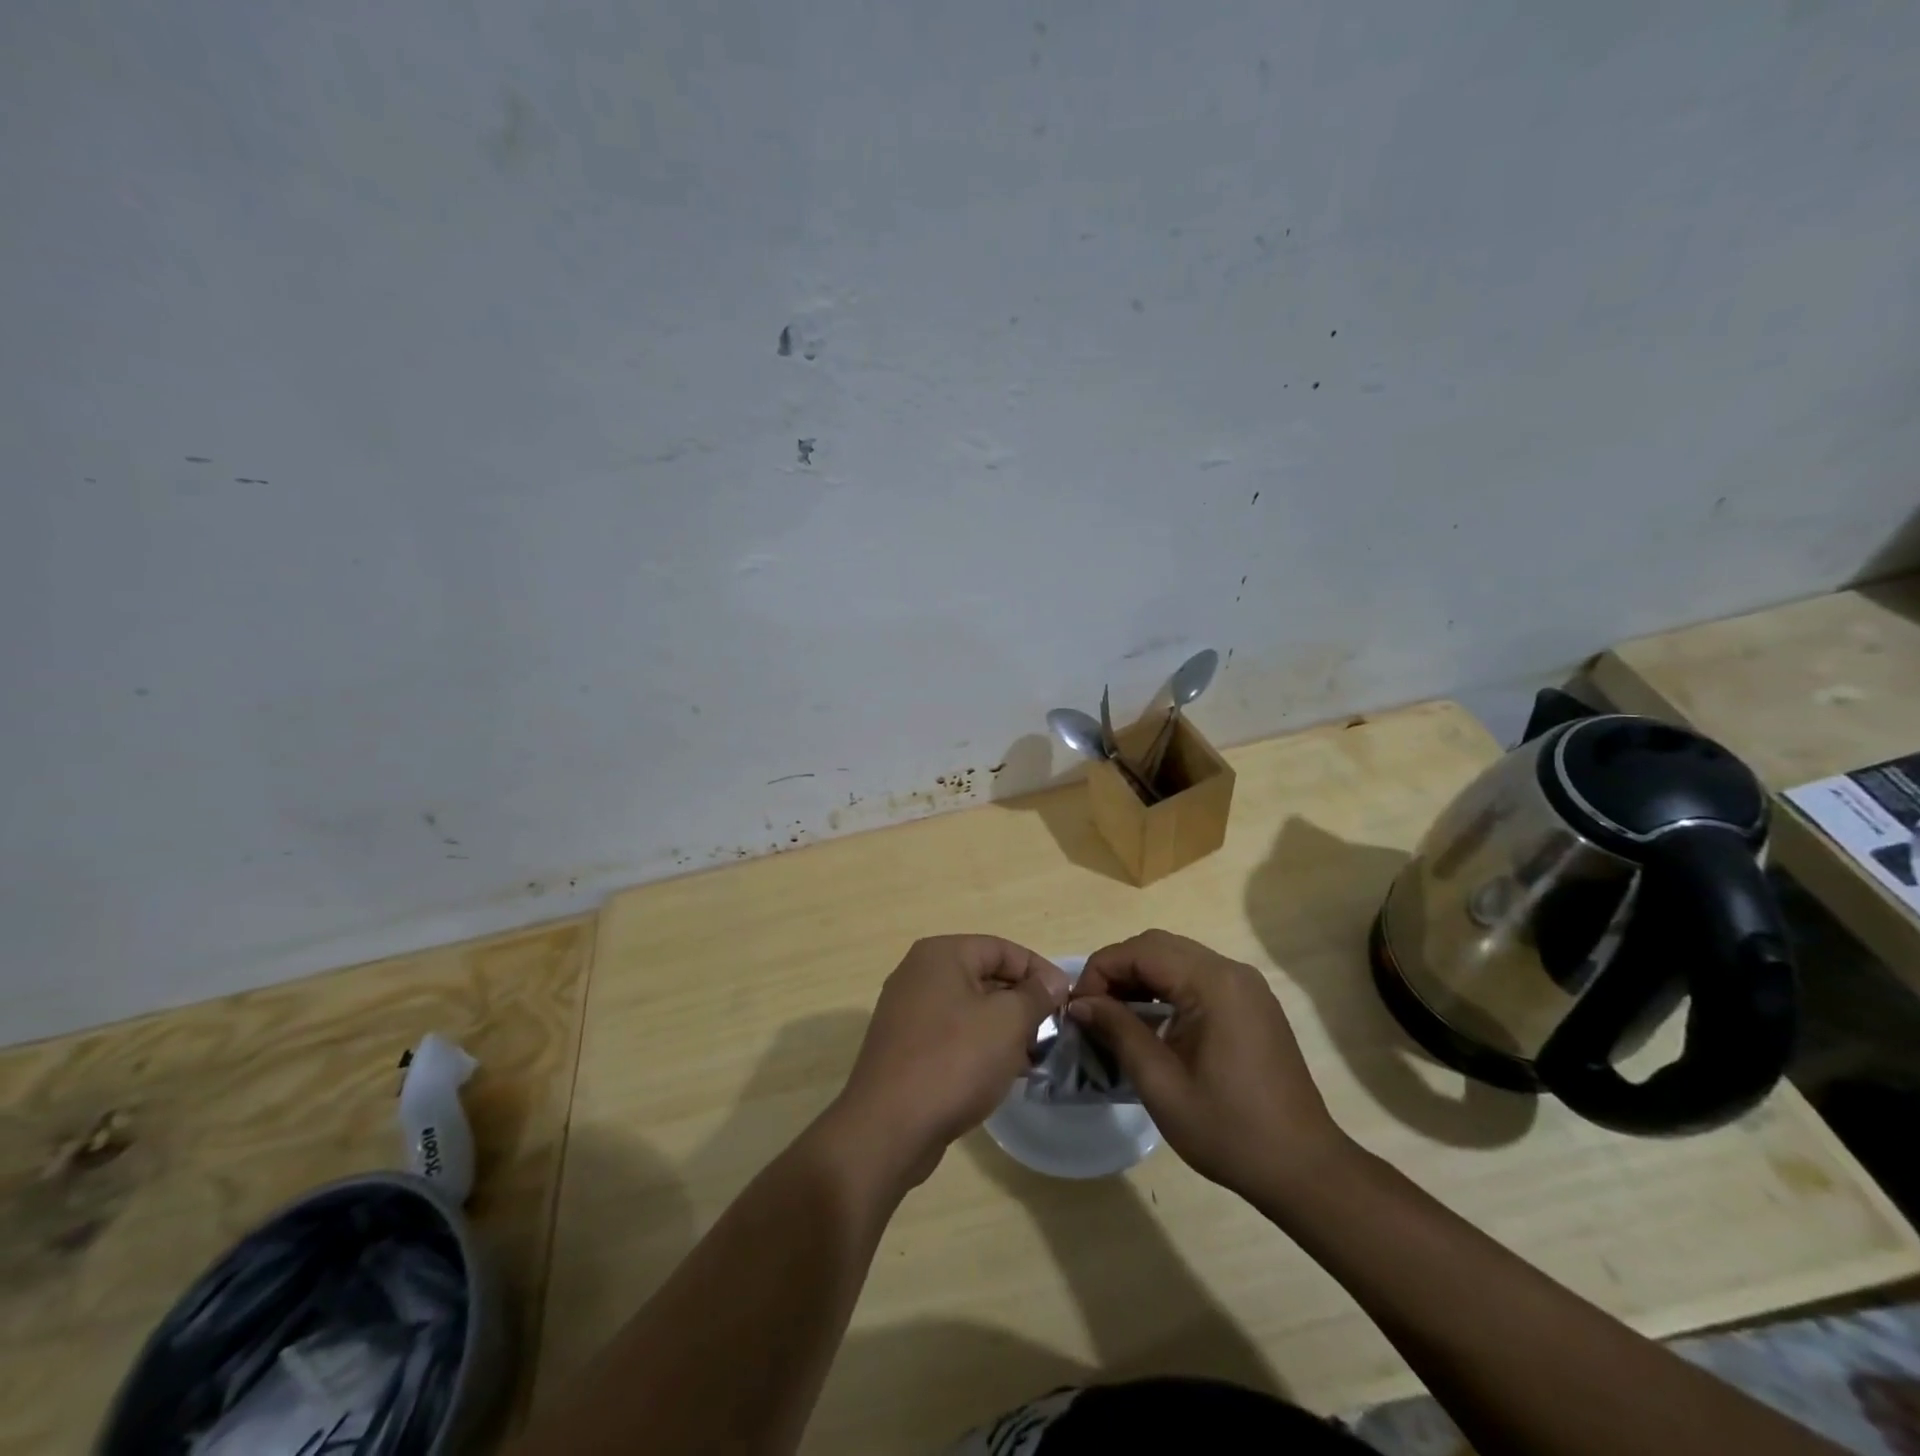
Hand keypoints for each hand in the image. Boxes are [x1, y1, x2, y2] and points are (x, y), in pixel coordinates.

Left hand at [831, 935, 1068, 1186]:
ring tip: (1035, 1057)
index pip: (1002, 949)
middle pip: (985, 977)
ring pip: (970, 1009)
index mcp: (941, 955)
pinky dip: (980, 1047)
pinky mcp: (905, 1047)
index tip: (1067, 1001)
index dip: (1039, 971)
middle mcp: (919, 974)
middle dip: (1023, 1002)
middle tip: (1053, 1031)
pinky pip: (953, 1035)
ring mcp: (908, 1012)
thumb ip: (1035, 996)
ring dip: (1005, 1028)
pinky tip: (1005, 1073)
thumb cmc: (954, 1061)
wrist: (889, 1128)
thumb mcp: (1008, 1022)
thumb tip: (1054, 981)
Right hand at [1069, 929, 1349, 1197]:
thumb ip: (1118, 1031)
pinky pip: (1197, 977)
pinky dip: (1166, 988)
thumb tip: (1079, 1003)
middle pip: (1158, 946)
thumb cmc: (1229, 1130)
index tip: (1077, 1009)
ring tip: (1114, 1015)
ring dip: (1140, 977)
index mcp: (1213, 984)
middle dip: (1117, 970)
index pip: (1140, 951)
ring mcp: (1246, 986)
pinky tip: (1151, 1021)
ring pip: (1176, 958)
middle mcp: (1231, 971)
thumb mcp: (1161, 1084)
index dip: (1100, 971)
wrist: (1304, 1169)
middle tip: (1092, 1009)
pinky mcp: (1251, 1003)